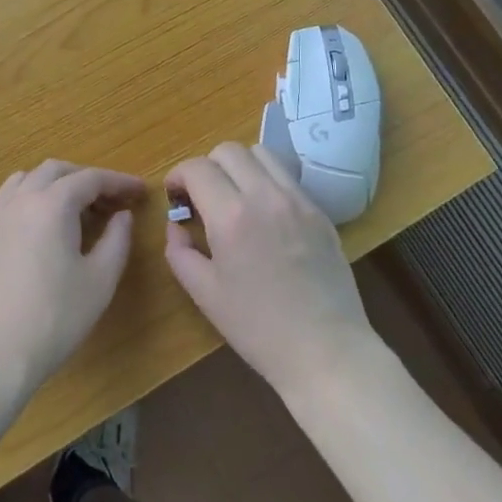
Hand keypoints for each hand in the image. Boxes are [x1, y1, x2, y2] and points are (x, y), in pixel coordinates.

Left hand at [0, 160, 147, 407]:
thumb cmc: (54, 319)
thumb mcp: (99, 281)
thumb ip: (116, 240)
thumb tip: (121, 215)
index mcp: (52, 204)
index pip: (90, 178)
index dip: (118, 181)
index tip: (139, 191)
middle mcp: (19, 201)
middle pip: (54, 171)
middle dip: (85, 178)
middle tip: (110, 200)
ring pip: (24, 181)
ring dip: (53, 184)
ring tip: (73, 209)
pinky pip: (7, 205)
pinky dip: (30, 203)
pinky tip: (40, 234)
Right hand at [165, 142, 375, 397]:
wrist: (326, 351)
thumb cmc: (258, 329)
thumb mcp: (205, 294)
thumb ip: (179, 251)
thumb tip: (176, 224)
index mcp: (231, 217)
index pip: (197, 168)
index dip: (178, 176)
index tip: (176, 197)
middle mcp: (265, 196)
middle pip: (228, 150)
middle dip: (206, 166)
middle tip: (202, 196)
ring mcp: (298, 200)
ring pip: (261, 153)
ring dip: (239, 166)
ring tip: (235, 196)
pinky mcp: (319, 211)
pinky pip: (287, 176)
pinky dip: (267, 181)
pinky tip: (265, 214)